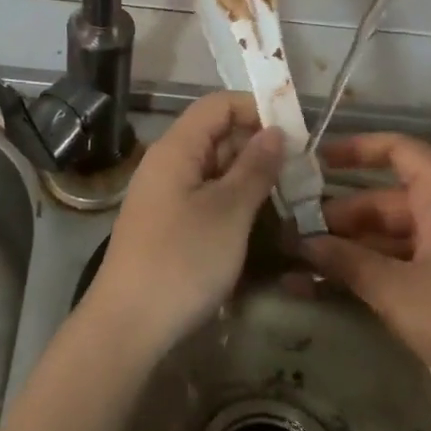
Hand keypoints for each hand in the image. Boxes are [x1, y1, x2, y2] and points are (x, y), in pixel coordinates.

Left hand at [84, 91, 287, 359]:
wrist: (128, 325)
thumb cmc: (182, 261)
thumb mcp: (229, 212)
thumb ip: (255, 167)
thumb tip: (275, 131)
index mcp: (176, 148)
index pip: (218, 105)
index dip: (256, 108)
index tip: (296, 131)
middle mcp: (166, 163)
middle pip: (216, 134)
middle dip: (258, 144)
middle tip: (301, 168)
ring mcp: (164, 194)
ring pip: (213, 167)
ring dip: (249, 174)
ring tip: (289, 193)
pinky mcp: (167, 223)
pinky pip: (204, 195)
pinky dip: (233, 198)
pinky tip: (259, 217)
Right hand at [299, 132, 430, 425]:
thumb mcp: (396, 291)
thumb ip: (346, 262)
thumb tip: (301, 244)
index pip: (399, 150)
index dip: (356, 149)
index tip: (314, 162)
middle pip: (389, 198)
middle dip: (342, 216)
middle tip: (296, 234)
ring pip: (396, 232)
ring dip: (354, 247)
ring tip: (305, 265)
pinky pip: (410, 258)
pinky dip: (378, 267)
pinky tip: (338, 287)